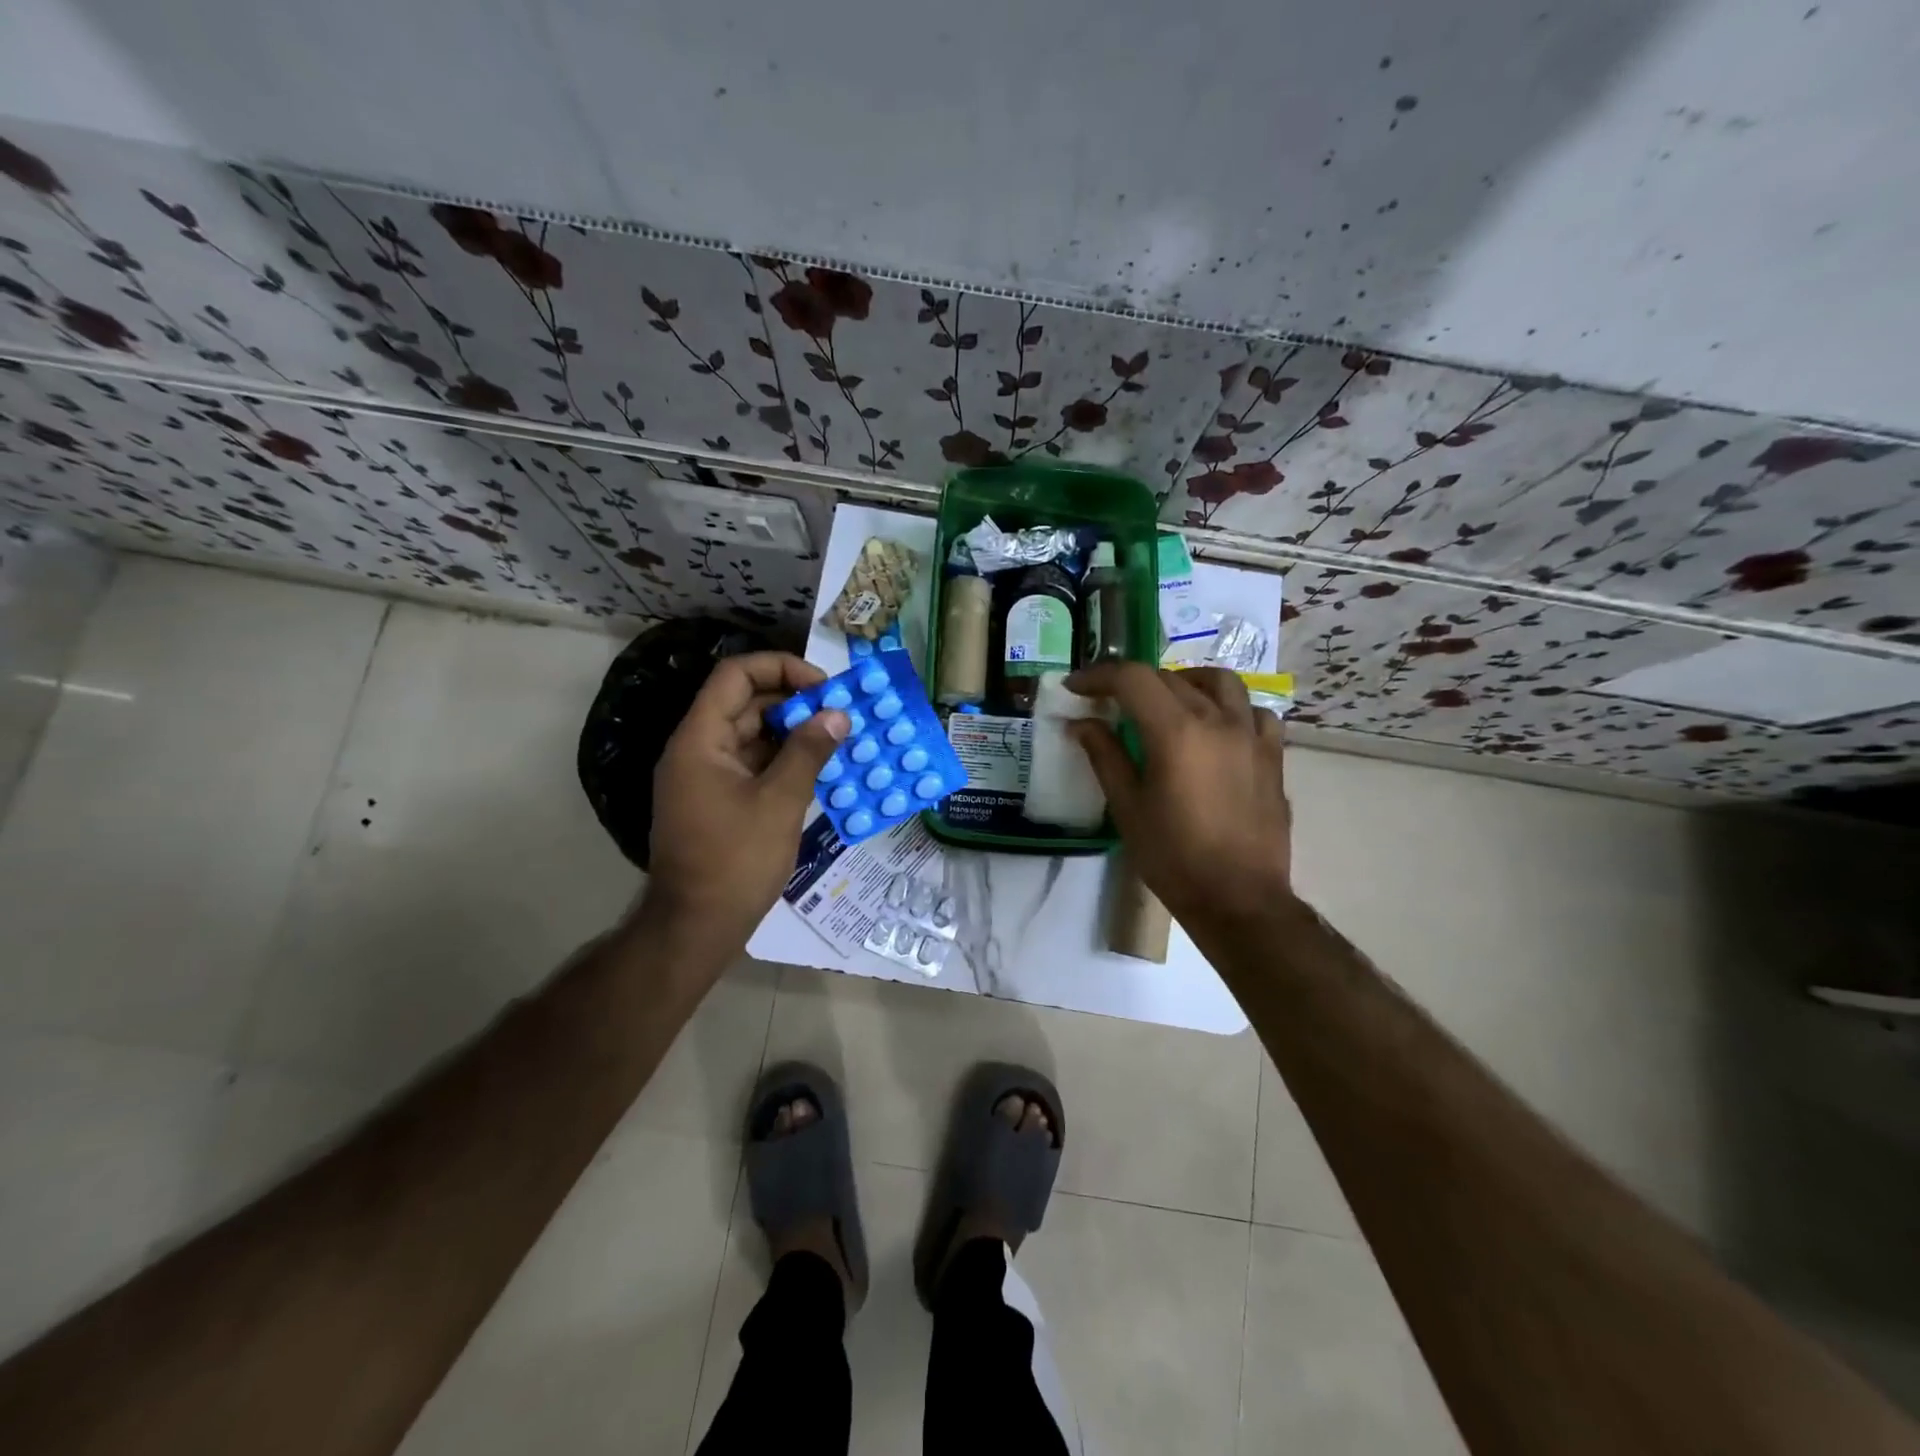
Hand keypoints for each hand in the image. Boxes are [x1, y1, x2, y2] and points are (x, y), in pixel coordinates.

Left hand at [644, 652, 848, 956]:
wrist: (696, 926)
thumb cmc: (736, 861)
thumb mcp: (779, 802)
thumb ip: (808, 752)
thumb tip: (838, 714)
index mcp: (700, 739)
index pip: (736, 676)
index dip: (780, 668)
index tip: (824, 687)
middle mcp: (698, 749)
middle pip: (745, 703)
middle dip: (795, 702)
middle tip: (840, 714)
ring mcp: (706, 776)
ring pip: (752, 735)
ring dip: (793, 732)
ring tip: (838, 739)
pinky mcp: (718, 800)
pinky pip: (752, 764)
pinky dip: (783, 761)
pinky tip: (819, 769)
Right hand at [1065, 663, 1292, 925]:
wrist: (1239, 899)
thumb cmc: (1174, 857)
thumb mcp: (1128, 808)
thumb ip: (1105, 756)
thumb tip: (1082, 723)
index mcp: (1176, 731)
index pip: (1132, 679)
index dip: (1098, 676)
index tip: (1076, 688)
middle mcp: (1217, 720)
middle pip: (1170, 679)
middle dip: (1134, 683)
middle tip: (1110, 704)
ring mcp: (1251, 736)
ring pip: (1221, 683)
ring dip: (1186, 683)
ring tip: (1168, 702)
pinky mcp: (1272, 757)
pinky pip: (1255, 713)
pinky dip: (1231, 709)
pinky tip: (1218, 729)